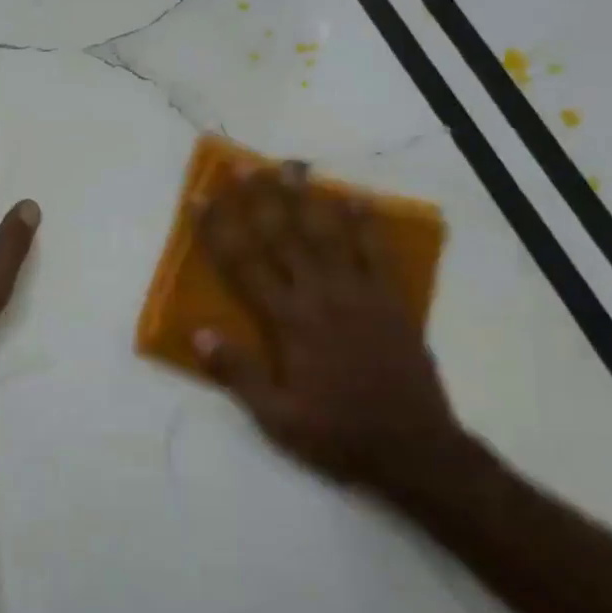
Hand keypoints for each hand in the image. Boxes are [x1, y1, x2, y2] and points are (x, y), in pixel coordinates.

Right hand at [192, 162, 468, 497]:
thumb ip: (238, 373)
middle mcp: (321, 296)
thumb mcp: (276, 417)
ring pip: (329, 234)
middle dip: (260, 198)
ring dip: (308, 198)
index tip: (201, 198)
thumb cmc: (336, 433)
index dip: (219, 229)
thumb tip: (198, 332)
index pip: (244, 265)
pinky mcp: (391, 301)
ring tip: (294, 167)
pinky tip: (356, 199)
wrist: (413, 448)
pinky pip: (377, 252)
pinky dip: (366, 223)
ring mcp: (360, 294)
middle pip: (284, 237)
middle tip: (245, 164)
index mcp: (289, 322)